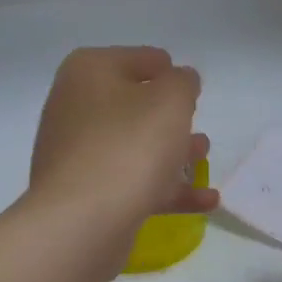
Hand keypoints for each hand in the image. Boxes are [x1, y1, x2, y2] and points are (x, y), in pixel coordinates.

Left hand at [28, 45, 216, 245]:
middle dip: (169, 116)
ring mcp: (78, 155)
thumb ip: (183, 83)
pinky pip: (133, 185)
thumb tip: (180, 81)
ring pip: (134, 148)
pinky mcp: (86, 196)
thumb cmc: (129, 147)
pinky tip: (205, 201)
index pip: (138, 59)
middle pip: (132, 105)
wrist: (81, 222)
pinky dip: (167, 189)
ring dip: (171, 152)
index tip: (191, 88)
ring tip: (203, 157)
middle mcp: (76, 108)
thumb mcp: (171, 100)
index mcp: (89, 72)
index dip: (168, 70)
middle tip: (196, 124)